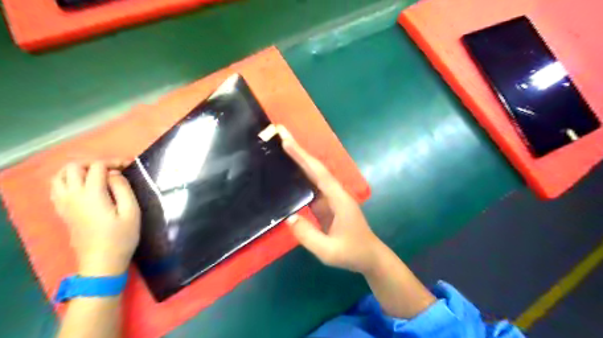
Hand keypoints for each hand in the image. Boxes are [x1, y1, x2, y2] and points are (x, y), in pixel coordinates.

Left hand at [50, 161, 140, 277]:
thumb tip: (115, 174)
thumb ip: (123, 189)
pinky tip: (83, 186)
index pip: (97, 167)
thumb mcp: (132, 211)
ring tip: (97, 175)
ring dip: (78, 170)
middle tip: (113, 170)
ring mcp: (64, 204)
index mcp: (92, 195)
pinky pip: (56, 188)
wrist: (102, 261)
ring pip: (60, 176)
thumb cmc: (122, 236)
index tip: (129, 165)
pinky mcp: (62, 211)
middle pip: (74, 167)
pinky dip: (68, 180)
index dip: (113, 162)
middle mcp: (73, 196)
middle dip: (94, 163)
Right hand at [277, 125, 380, 272]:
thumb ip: (308, 236)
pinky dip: (298, 176)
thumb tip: (289, 217)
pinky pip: (310, 187)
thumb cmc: (353, 253)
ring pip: (312, 175)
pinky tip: (286, 173)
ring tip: (279, 146)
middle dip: (298, 149)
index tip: (286, 141)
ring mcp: (330, 197)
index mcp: (338, 199)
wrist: (369, 257)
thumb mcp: (329, 251)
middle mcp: (334, 193)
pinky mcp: (325, 204)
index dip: (303, 157)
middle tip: (279, 132)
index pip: (318, 173)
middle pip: (315, 167)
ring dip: (297, 160)